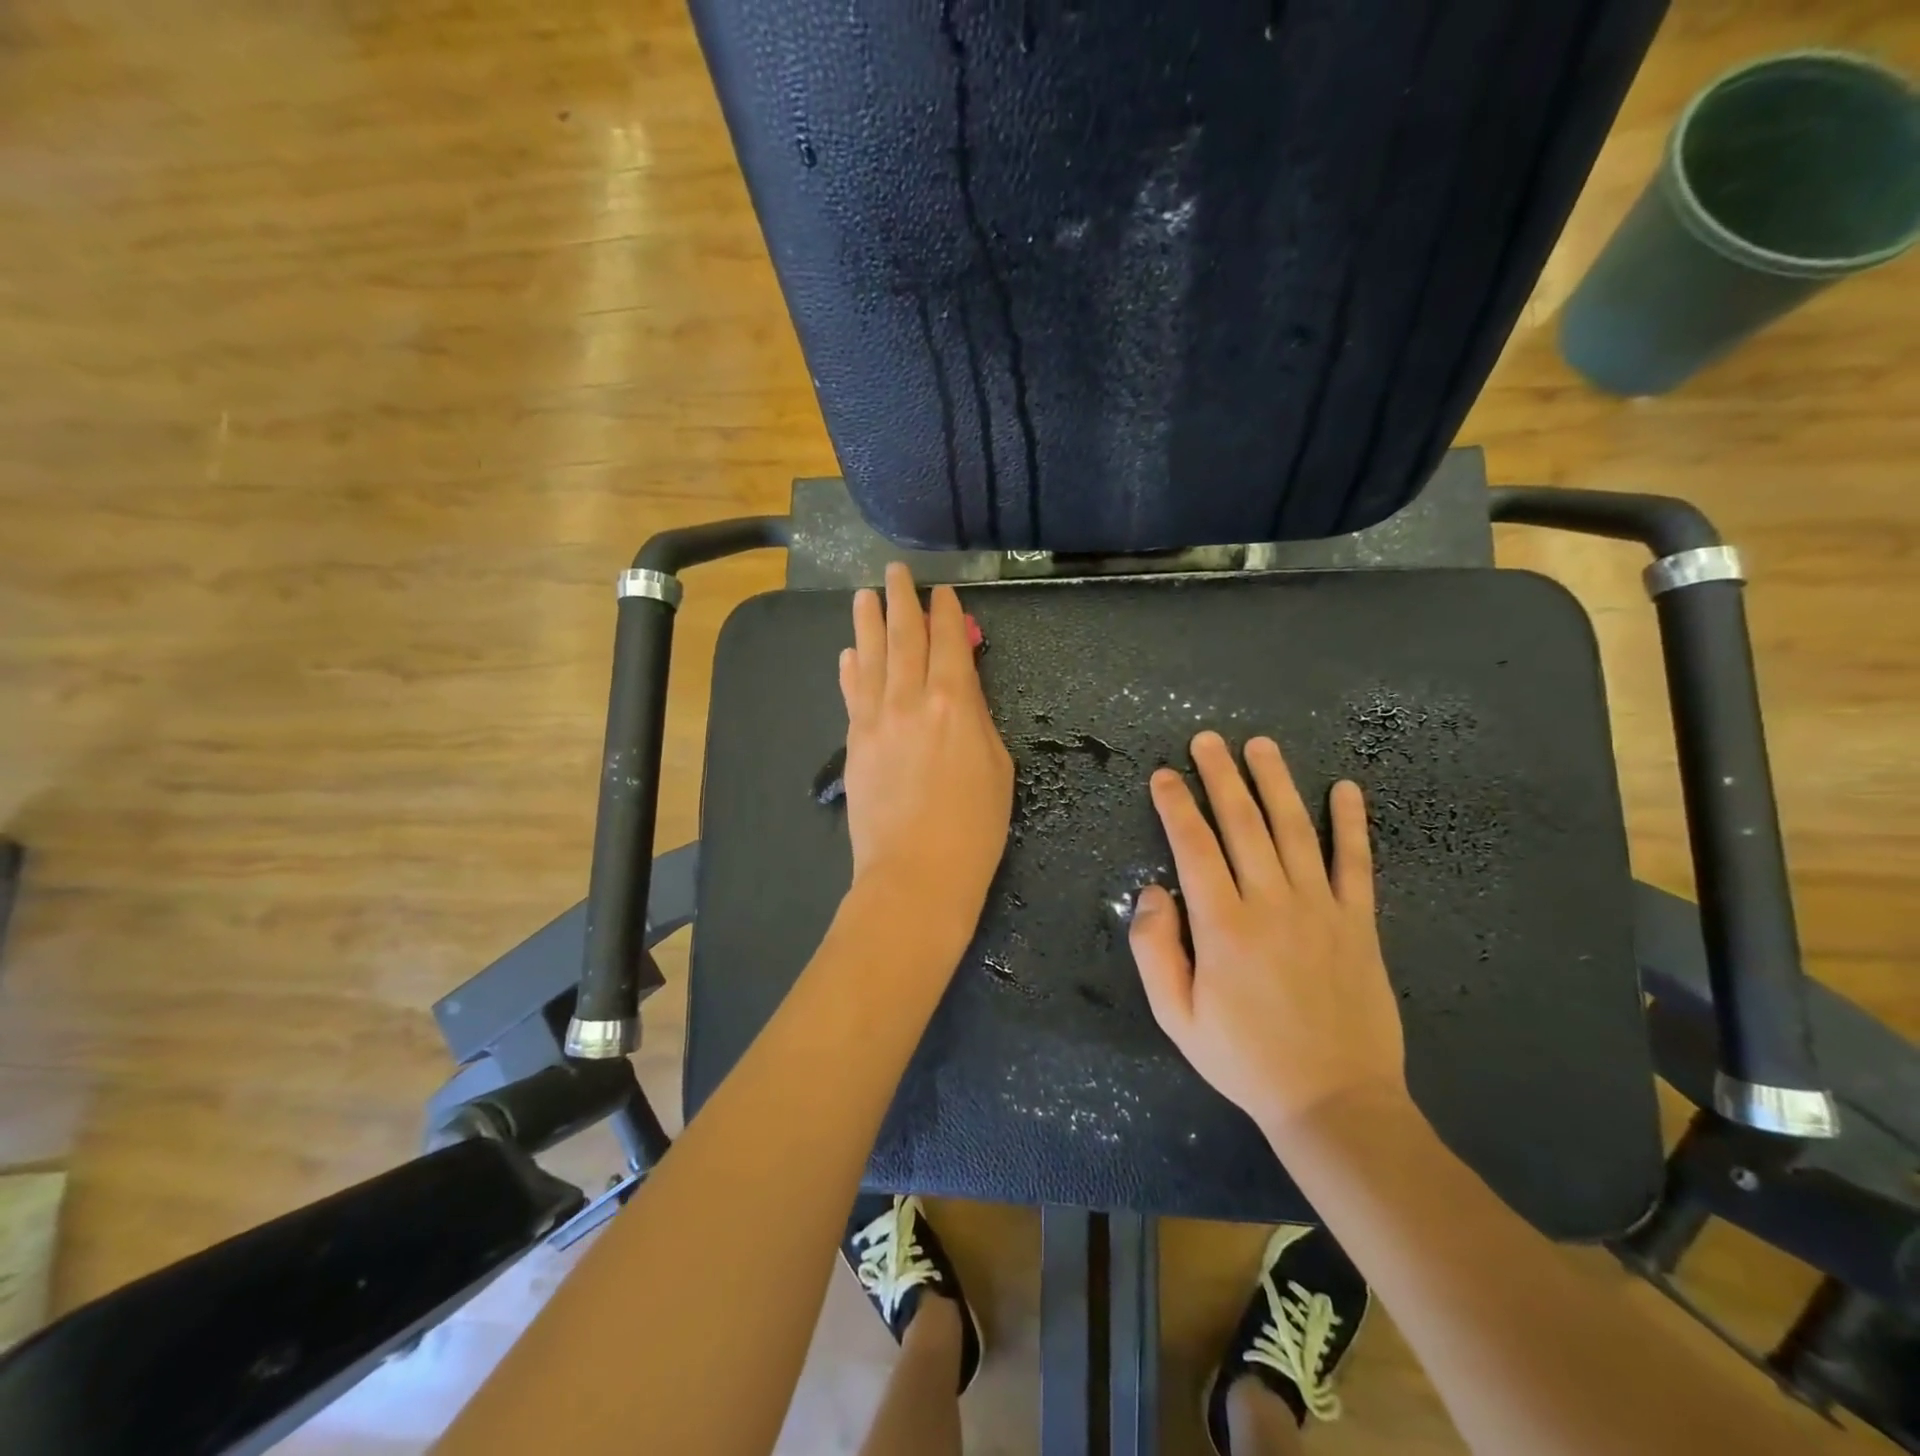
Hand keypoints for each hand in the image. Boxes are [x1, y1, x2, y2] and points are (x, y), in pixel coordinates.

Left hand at [839, 563, 1013, 950]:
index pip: (949, 643)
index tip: (942, 592)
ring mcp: (875, 720)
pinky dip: (850, 669)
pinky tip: (849, 653)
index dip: (947, 613)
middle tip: (894, 572)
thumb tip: (961, 694)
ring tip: (864, 596)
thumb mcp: (998, 768)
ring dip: (867, 623)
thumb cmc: (974, 829)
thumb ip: (978, 721)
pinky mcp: (854, 744)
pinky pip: (852, 694)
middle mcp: (910, 699)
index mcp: (954, 702)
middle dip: (901, 600)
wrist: (915, 875)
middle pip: (904, 638)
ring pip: (870, 658)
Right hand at [1129, 731, 1408, 1139]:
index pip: (1194, 846)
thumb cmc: (1244, 1059)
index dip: (1177, 805)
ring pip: (1295, 829)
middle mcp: (1272, 902)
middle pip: (1243, 823)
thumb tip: (1153, 891)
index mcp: (1223, 925)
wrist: (1335, 1101)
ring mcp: (1321, 908)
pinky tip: (1346, 789)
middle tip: (1208, 739)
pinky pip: (1356, 862)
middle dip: (1222, 776)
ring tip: (1261, 746)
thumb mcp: (1176, 1016)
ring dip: (1276, 782)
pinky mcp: (1359, 923)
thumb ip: (1154, 949)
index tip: (1164, 774)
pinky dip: (1352, 823)